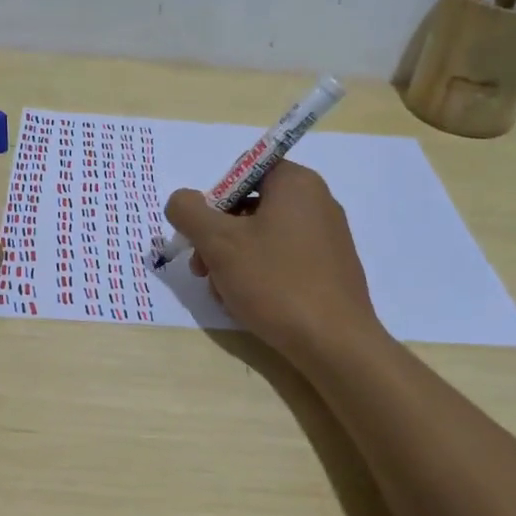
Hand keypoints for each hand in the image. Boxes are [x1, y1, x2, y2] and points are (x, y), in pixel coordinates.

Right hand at [165, 161, 379, 360]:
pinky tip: (247, 304)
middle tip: (202, 270)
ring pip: (263, 238)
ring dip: (233, 261)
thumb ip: (189, 211)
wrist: (334, 343)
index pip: (243, 171)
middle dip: (218, 238)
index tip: (202, 233)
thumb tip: (181, 201)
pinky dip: (260, 275)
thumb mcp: (218, 242)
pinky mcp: (330, 269)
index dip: (215, 199)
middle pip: (250, 207)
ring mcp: (327, 237)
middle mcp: (317, 202)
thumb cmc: (275, 281)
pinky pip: (284, 260)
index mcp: (296, 183)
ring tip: (223, 294)